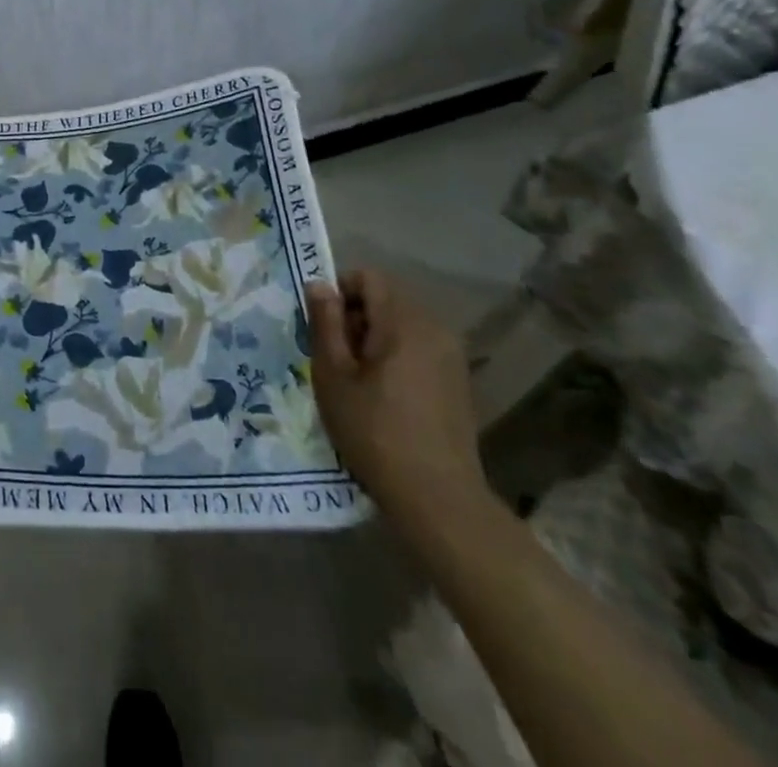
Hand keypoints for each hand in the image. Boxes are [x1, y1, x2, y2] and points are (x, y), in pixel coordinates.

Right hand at [305, 269, 488, 530]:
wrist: (438, 498)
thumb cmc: (375, 432)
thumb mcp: (333, 376)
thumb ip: (325, 323)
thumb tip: (319, 284)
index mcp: (403, 322)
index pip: (368, 277)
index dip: (340, 291)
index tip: (323, 326)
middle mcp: (434, 328)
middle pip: (387, 298)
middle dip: (356, 316)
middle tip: (335, 356)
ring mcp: (451, 354)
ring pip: (402, 323)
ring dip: (375, 336)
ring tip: (357, 378)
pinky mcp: (458, 379)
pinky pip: (419, 346)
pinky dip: (396, 355)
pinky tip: (385, 395)